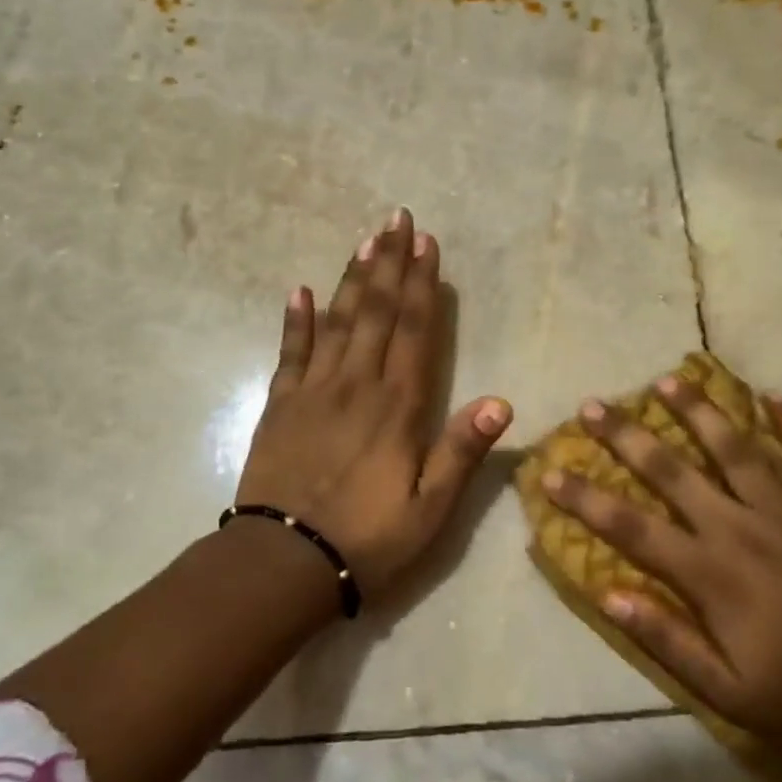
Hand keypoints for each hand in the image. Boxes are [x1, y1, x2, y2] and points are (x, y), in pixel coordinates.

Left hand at [236, 208, 511, 597]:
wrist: (282, 563)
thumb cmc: (366, 539)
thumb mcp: (430, 509)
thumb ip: (462, 452)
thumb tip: (502, 401)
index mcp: (397, 406)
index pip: (414, 330)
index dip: (421, 284)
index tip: (426, 243)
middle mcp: (356, 384)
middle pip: (376, 311)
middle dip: (389, 262)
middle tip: (396, 219)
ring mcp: (313, 390)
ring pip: (337, 321)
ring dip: (352, 278)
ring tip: (365, 240)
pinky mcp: (280, 405)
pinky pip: (290, 352)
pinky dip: (296, 319)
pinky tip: (300, 290)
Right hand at [542, 378, 781, 761]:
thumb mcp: (726, 691)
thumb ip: (666, 639)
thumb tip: (608, 594)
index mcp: (710, 573)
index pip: (631, 527)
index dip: (587, 498)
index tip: (550, 473)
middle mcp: (739, 528)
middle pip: (672, 471)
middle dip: (627, 436)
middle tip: (593, 405)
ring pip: (734, 448)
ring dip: (698, 410)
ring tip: (668, 379)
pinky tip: (773, 396)